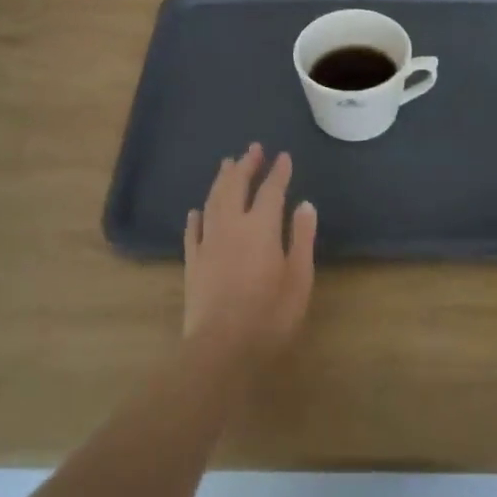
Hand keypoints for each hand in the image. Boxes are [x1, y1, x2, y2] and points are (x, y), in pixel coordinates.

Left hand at [184, 143, 317, 360]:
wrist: (222, 347)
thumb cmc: (270, 315)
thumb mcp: (299, 278)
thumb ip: (301, 238)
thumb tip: (304, 204)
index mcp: (260, 227)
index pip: (270, 190)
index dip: (278, 172)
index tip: (283, 156)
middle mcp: (231, 226)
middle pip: (235, 187)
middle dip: (245, 166)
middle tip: (252, 149)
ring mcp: (208, 243)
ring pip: (212, 202)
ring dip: (221, 181)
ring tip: (227, 165)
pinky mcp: (192, 262)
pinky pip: (193, 231)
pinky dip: (197, 216)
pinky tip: (197, 210)